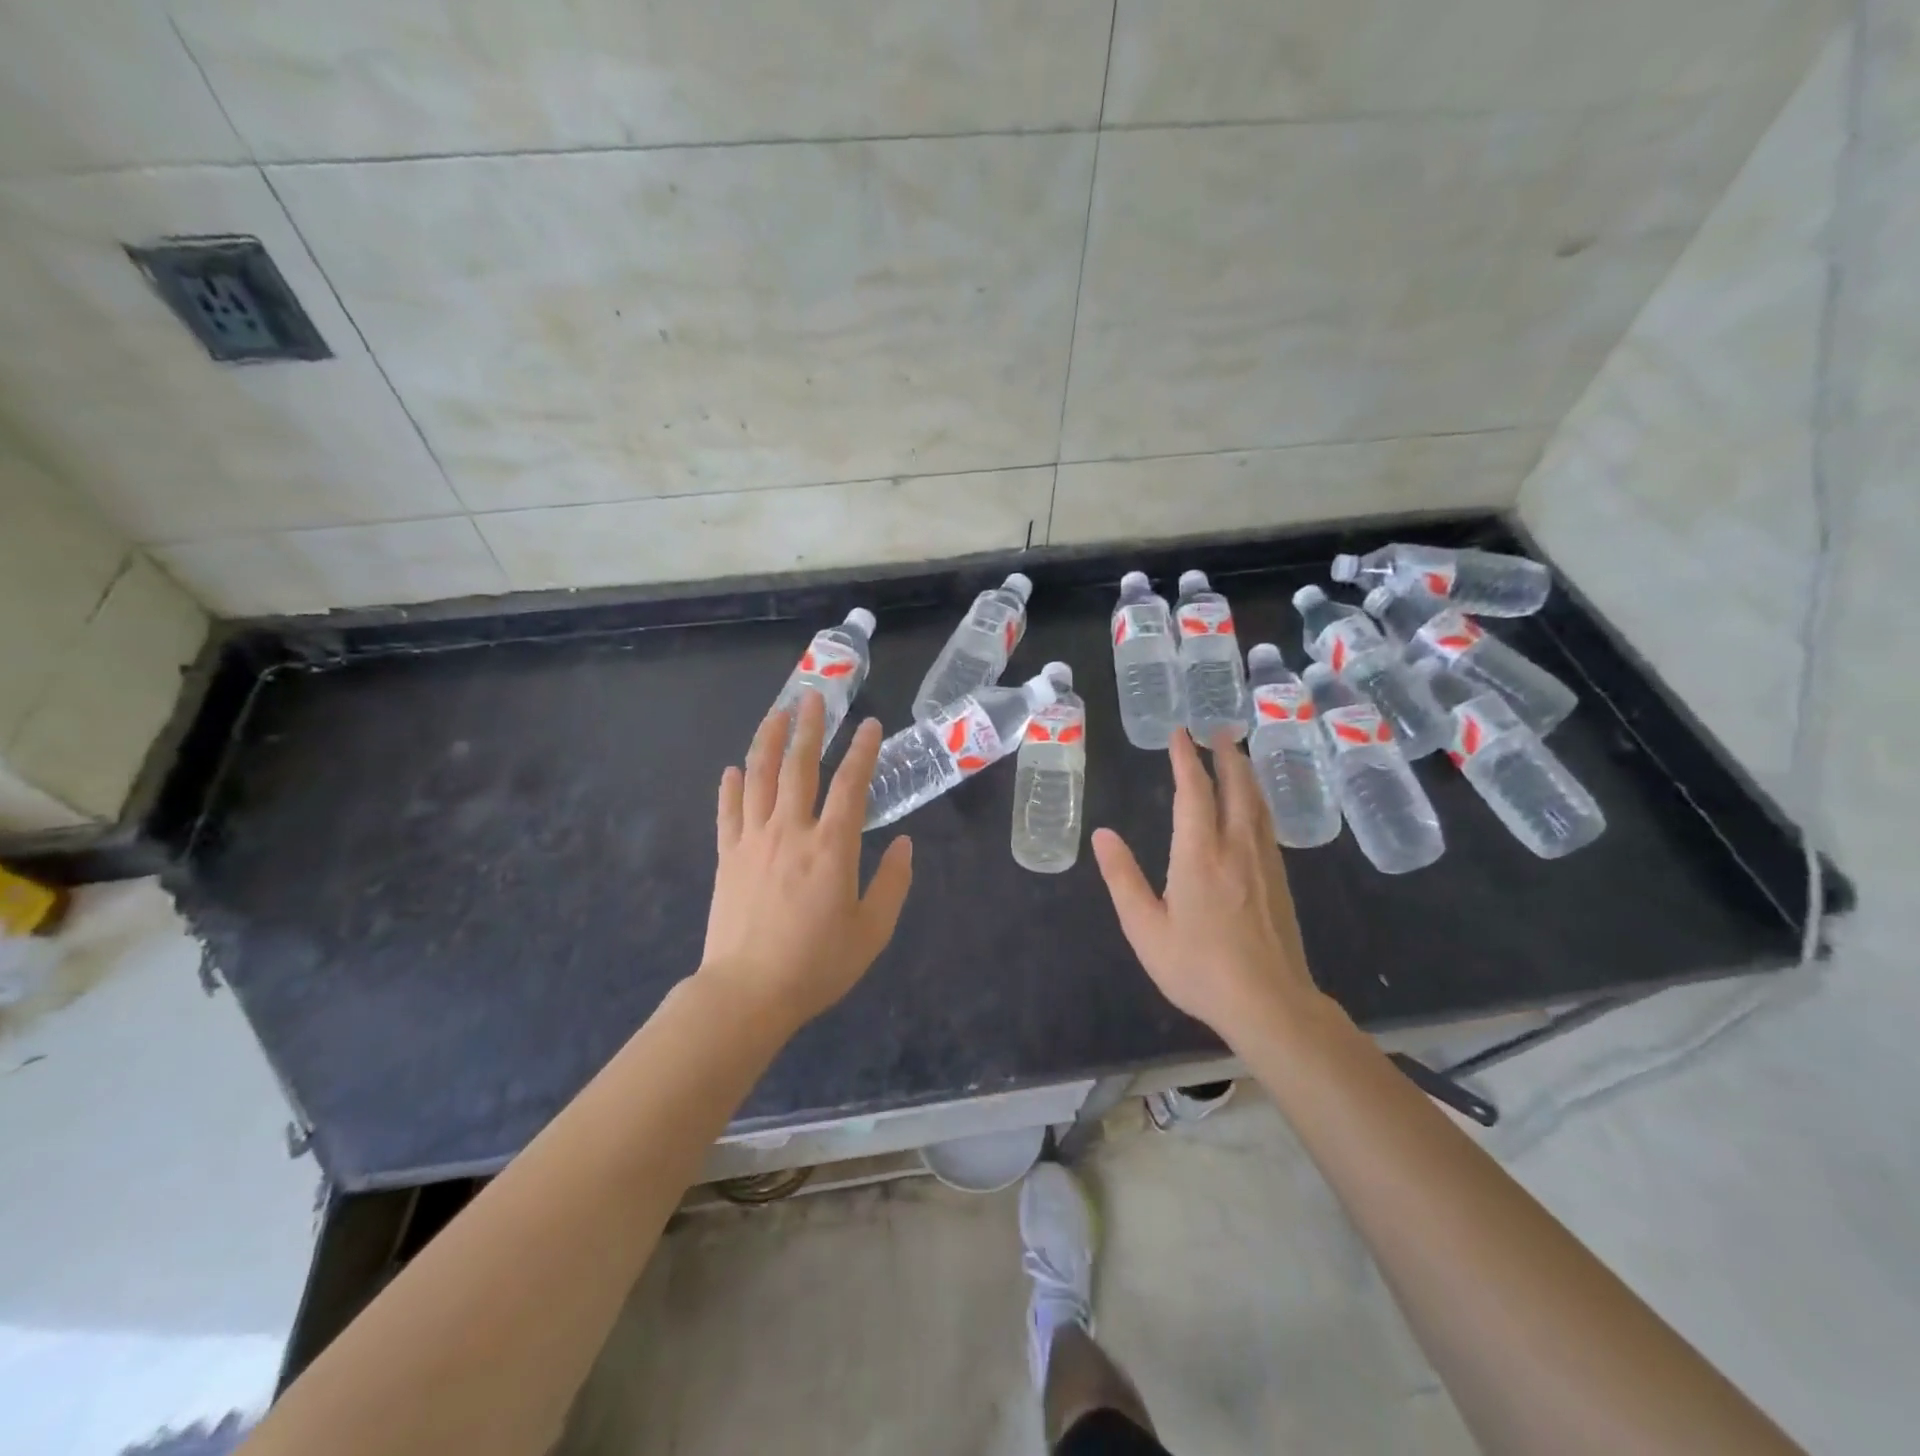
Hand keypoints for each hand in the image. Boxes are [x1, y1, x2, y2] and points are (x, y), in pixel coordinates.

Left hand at [700, 691, 913, 1033]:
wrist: (747, 993)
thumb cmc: (817, 964)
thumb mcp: (872, 931)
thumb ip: (893, 884)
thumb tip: (906, 846)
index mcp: (832, 847)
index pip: (850, 785)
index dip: (863, 751)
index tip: (870, 725)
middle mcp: (791, 831)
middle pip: (799, 767)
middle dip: (809, 728)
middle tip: (814, 697)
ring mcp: (753, 841)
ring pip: (760, 778)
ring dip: (769, 742)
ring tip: (776, 714)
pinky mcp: (728, 857)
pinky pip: (728, 812)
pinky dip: (731, 787)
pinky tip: (734, 769)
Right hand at [1092, 728, 1319, 1040]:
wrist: (1269, 1003)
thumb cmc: (1198, 967)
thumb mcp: (1146, 928)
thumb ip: (1123, 878)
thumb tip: (1102, 835)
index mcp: (1199, 855)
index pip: (1193, 793)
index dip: (1186, 760)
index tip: (1180, 733)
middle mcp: (1236, 848)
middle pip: (1236, 788)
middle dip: (1227, 755)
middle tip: (1219, 728)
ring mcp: (1263, 863)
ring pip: (1257, 804)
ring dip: (1246, 773)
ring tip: (1238, 754)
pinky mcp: (1280, 880)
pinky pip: (1267, 824)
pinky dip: (1258, 801)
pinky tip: (1255, 806)